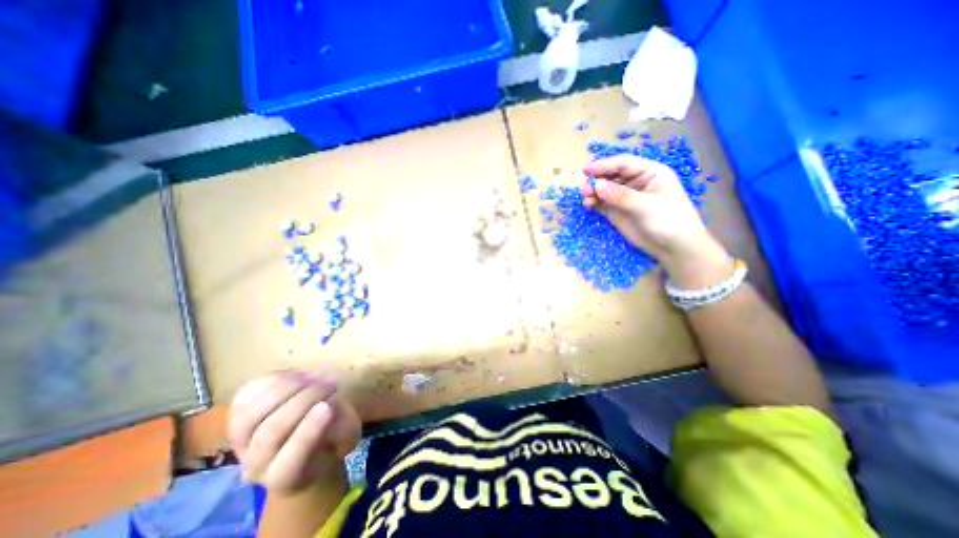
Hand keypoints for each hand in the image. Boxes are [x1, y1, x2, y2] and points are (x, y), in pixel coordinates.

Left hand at [229, 372, 360, 492]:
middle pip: (270, 432)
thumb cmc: (330, 439)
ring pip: (253, 413)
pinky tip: (298, 375)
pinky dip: (274, 380)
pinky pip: (247, 395)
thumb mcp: (347, 436)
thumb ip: (342, 424)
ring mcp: (242, 441)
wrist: (304, 441)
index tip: (328, 406)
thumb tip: (330, 405)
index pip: (289, 462)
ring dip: (289, 387)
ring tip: (314, 376)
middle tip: (331, 384)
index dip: (308, 433)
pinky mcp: (237, 416)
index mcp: (287, 476)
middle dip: (304, 400)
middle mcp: (257, 464)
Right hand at [580, 155, 731, 288]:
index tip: (586, 171)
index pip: (623, 164)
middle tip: (585, 191)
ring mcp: (625, 197)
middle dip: (596, 180)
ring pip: (604, 189)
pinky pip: (602, 202)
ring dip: (593, 192)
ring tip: (586, 201)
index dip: (604, 165)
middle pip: (611, 175)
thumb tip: (597, 185)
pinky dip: (594, 202)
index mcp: (650, 173)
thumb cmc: (669, 222)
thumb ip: (621, 196)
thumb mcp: (647, 206)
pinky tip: (588, 206)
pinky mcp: (618, 211)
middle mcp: (636, 182)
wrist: (674, 248)